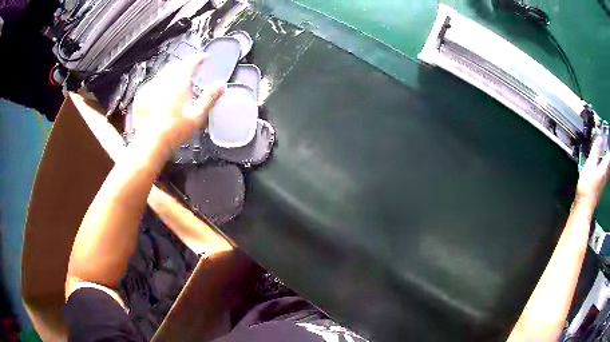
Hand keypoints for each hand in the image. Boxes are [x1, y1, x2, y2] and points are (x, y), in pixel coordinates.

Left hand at [133, 55, 224, 152]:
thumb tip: (221, 85)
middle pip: (176, 65)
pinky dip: (160, 83)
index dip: (199, 58)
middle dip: (185, 64)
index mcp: (179, 81)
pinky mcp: (142, 96)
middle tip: (192, 69)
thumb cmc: (174, 131)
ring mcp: (151, 87)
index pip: (191, 62)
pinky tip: (161, 92)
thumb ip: (210, 98)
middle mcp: (164, 80)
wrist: (149, 144)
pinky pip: (153, 83)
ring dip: (172, 73)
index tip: (204, 58)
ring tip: (177, 81)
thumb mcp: (197, 116)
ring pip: (163, 73)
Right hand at [577, 137, 609, 206]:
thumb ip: (595, 151)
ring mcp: (604, 184)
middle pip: (609, 162)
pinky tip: (601, 168)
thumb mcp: (590, 165)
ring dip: (606, 161)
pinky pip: (605, 175)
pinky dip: (604, 169)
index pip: (609, 154)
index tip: (607, 138)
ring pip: (607, 170)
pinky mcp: (600, 189)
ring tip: (604, 155)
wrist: (584, 207)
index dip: (608, 146)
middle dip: (608, 154)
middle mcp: (606, 175)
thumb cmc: (587, 186)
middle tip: (606, 146)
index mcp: (604, 168)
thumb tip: (600, 138)